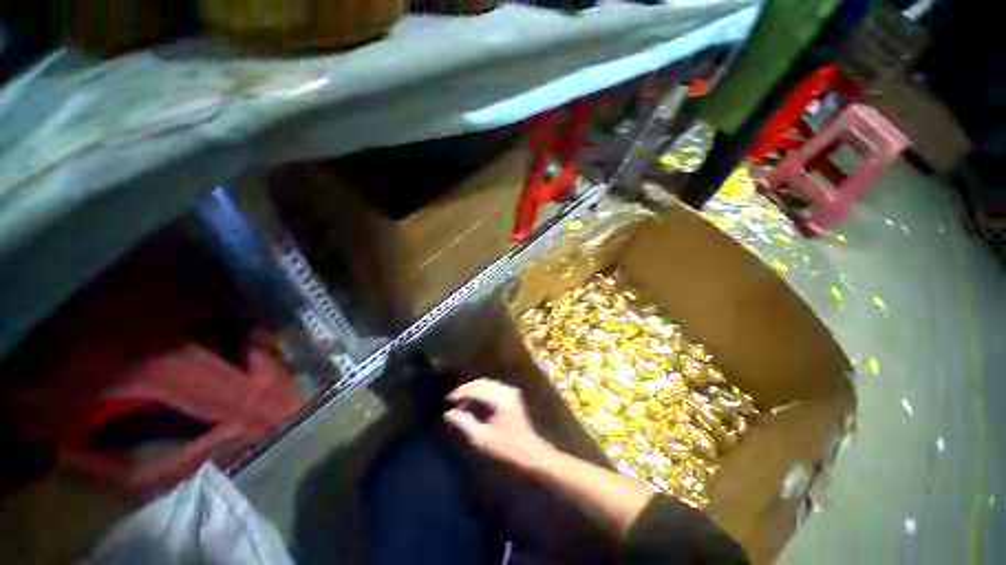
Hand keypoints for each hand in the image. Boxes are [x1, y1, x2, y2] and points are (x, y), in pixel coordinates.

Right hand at [444, 379, 556, 472]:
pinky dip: (482, 393)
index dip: (460, 394)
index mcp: (500, 399)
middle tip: (451, 400)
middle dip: (466, 390)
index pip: (476, 389)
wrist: (532, 456)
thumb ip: (464, 424)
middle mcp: (506, 391)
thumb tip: (448, 413)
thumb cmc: (507, 450)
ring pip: (487, 385)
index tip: (447, 402)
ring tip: (460, 403)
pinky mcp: (513, 397)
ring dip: (473, 391)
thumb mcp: (482, 439)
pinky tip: (474, 404)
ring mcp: (511, 393)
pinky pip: (493, 389)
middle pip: (482, 383)